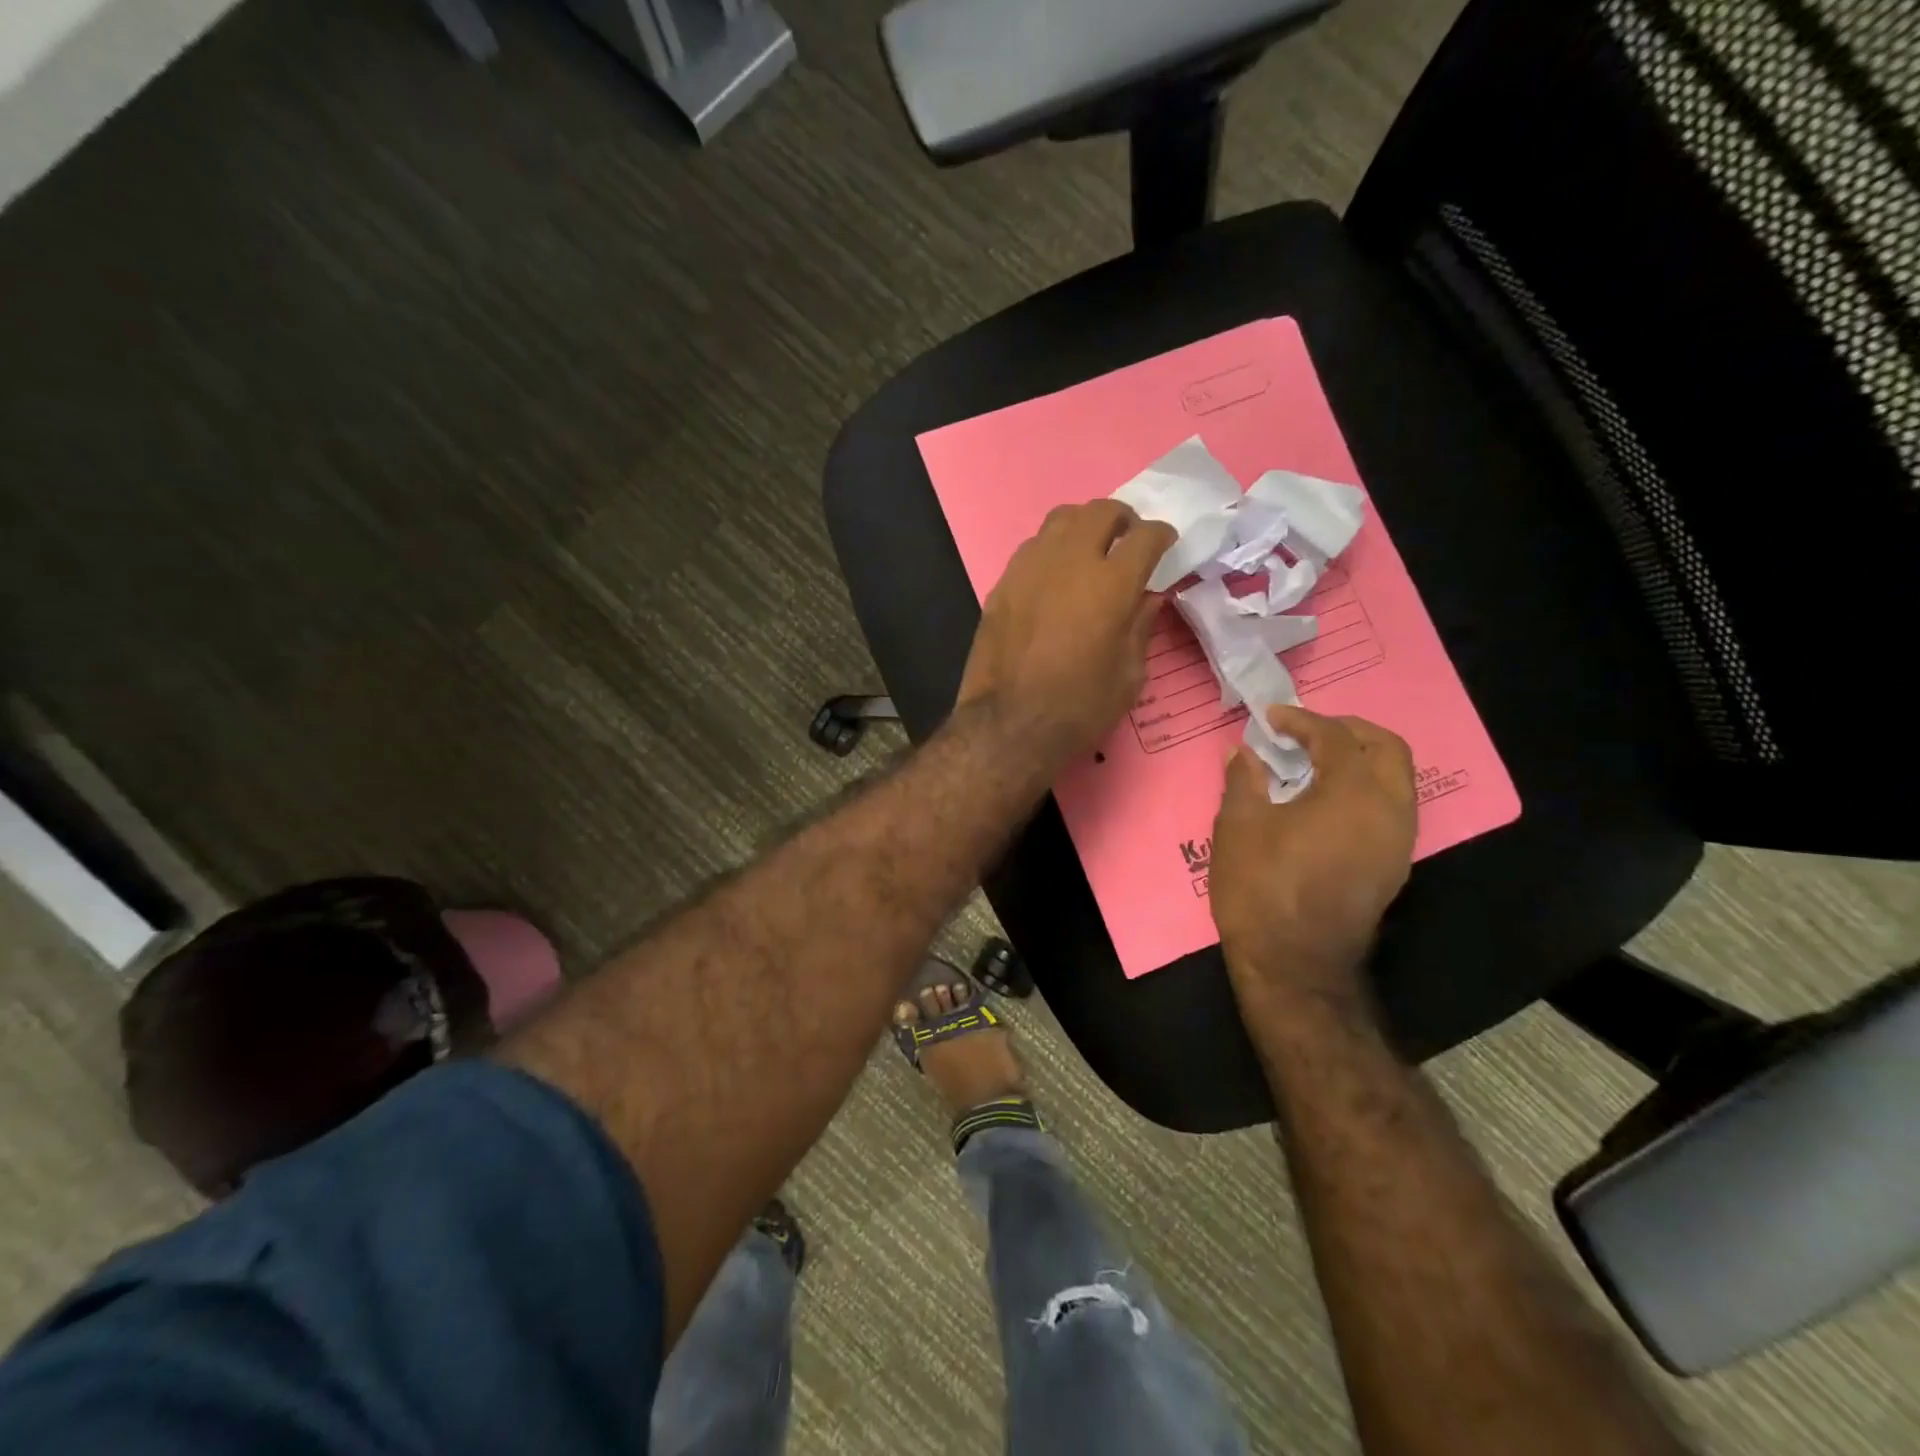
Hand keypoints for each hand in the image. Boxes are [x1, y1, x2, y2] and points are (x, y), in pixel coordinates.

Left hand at [958, 501, 1175, 766]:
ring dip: (1083, 526)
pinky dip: (1052, 549)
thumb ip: (1141, 627)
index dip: (1161, 535)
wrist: (1009, 724)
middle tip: (1128, 540)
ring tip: (1090, 549)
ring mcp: (1030, 568)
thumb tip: (1149, 598)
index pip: (1145, 536)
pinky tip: (1054, 575)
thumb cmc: (1079, 707)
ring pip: (1061, 520)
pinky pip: (1032, 547)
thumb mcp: (1129, 675)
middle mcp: (1070, 562)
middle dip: (1122, 519)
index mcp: (1112, 584)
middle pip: (1100, 512)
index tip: (1165, 544)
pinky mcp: (1003, 583)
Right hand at [1211, 706, 1415, 1016]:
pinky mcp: (1394, 867)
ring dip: (1362, 760)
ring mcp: (1399, 842)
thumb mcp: (1238, 826)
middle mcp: (1390, 809)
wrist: (1295, 964)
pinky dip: (1365, 789)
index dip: (1302, 720)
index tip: (1271, 718)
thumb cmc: (1262, 887)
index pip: (1336, 736)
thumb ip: (1244, 780)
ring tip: (1316, 763)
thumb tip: (1244, 753)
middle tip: (1308, 732)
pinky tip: (1327, 802)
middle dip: (1349, 730)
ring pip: (1396, 780)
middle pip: (1387, 749)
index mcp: (1353, 792)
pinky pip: (1391, 808)